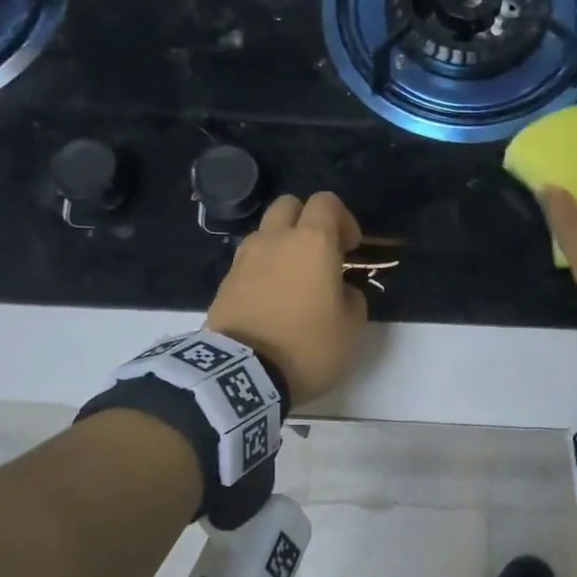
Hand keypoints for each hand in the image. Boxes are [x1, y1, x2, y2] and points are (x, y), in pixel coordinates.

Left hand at [208, 192, 368, 406]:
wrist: (243, 374)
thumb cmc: (308, 346)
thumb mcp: (352, 328)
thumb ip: (352, 297)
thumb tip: (340, 289)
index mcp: (313, 242)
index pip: (327, 202)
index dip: (343, 219)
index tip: (351, 248)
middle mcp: (276, 239)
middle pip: (289, 205)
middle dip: (307, 221)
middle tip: (320, 254)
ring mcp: (245, 258)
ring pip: (265, 232)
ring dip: (282, 244)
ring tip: (294, 278)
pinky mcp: (225, 281)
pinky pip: (249, 261)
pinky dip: (263, 268)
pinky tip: (272, 298)